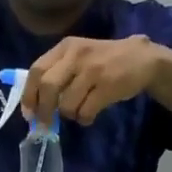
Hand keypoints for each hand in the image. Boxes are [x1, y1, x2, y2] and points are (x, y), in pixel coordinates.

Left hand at [23, 34, 165, 125]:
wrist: (142, 59)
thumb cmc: (104, 61)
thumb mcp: (78, 57)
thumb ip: (56, 73)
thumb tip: (33, 105)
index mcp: (66, 47)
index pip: (36, 70)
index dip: (29, 95)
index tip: (29, 113)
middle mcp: (77, 55)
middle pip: (48, 87)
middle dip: (44, 110)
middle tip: (45, 124)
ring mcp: (93, 70)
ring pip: (67, 104)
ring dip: (70, 115)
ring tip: (79, 111)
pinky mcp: (107, 85)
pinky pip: (85, 112)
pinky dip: (84, 119)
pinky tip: (90, 114)